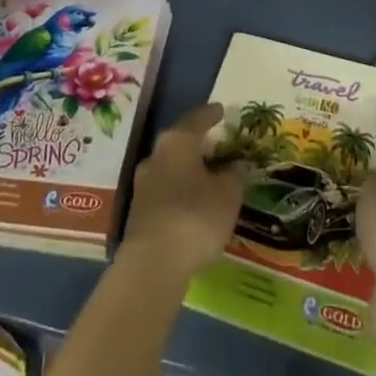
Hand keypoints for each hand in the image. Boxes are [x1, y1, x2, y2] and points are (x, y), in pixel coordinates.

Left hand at [118, 103, 244, 285]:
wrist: (153, 265)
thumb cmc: (195, 217)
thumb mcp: (228, 195)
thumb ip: (235, 176)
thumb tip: (236, 166)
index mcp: (178, 141)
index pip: (197, 119)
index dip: (211, 114)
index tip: (221, 110)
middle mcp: (156, 155)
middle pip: (180, 141)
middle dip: (198, 143)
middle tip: (217, 145)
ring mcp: (144, 183)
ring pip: (171, 167)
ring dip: (188, 170)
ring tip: (207, 177)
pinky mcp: (139, 211)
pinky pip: (165, 191)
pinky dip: (180, 191)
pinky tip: (192, 203)